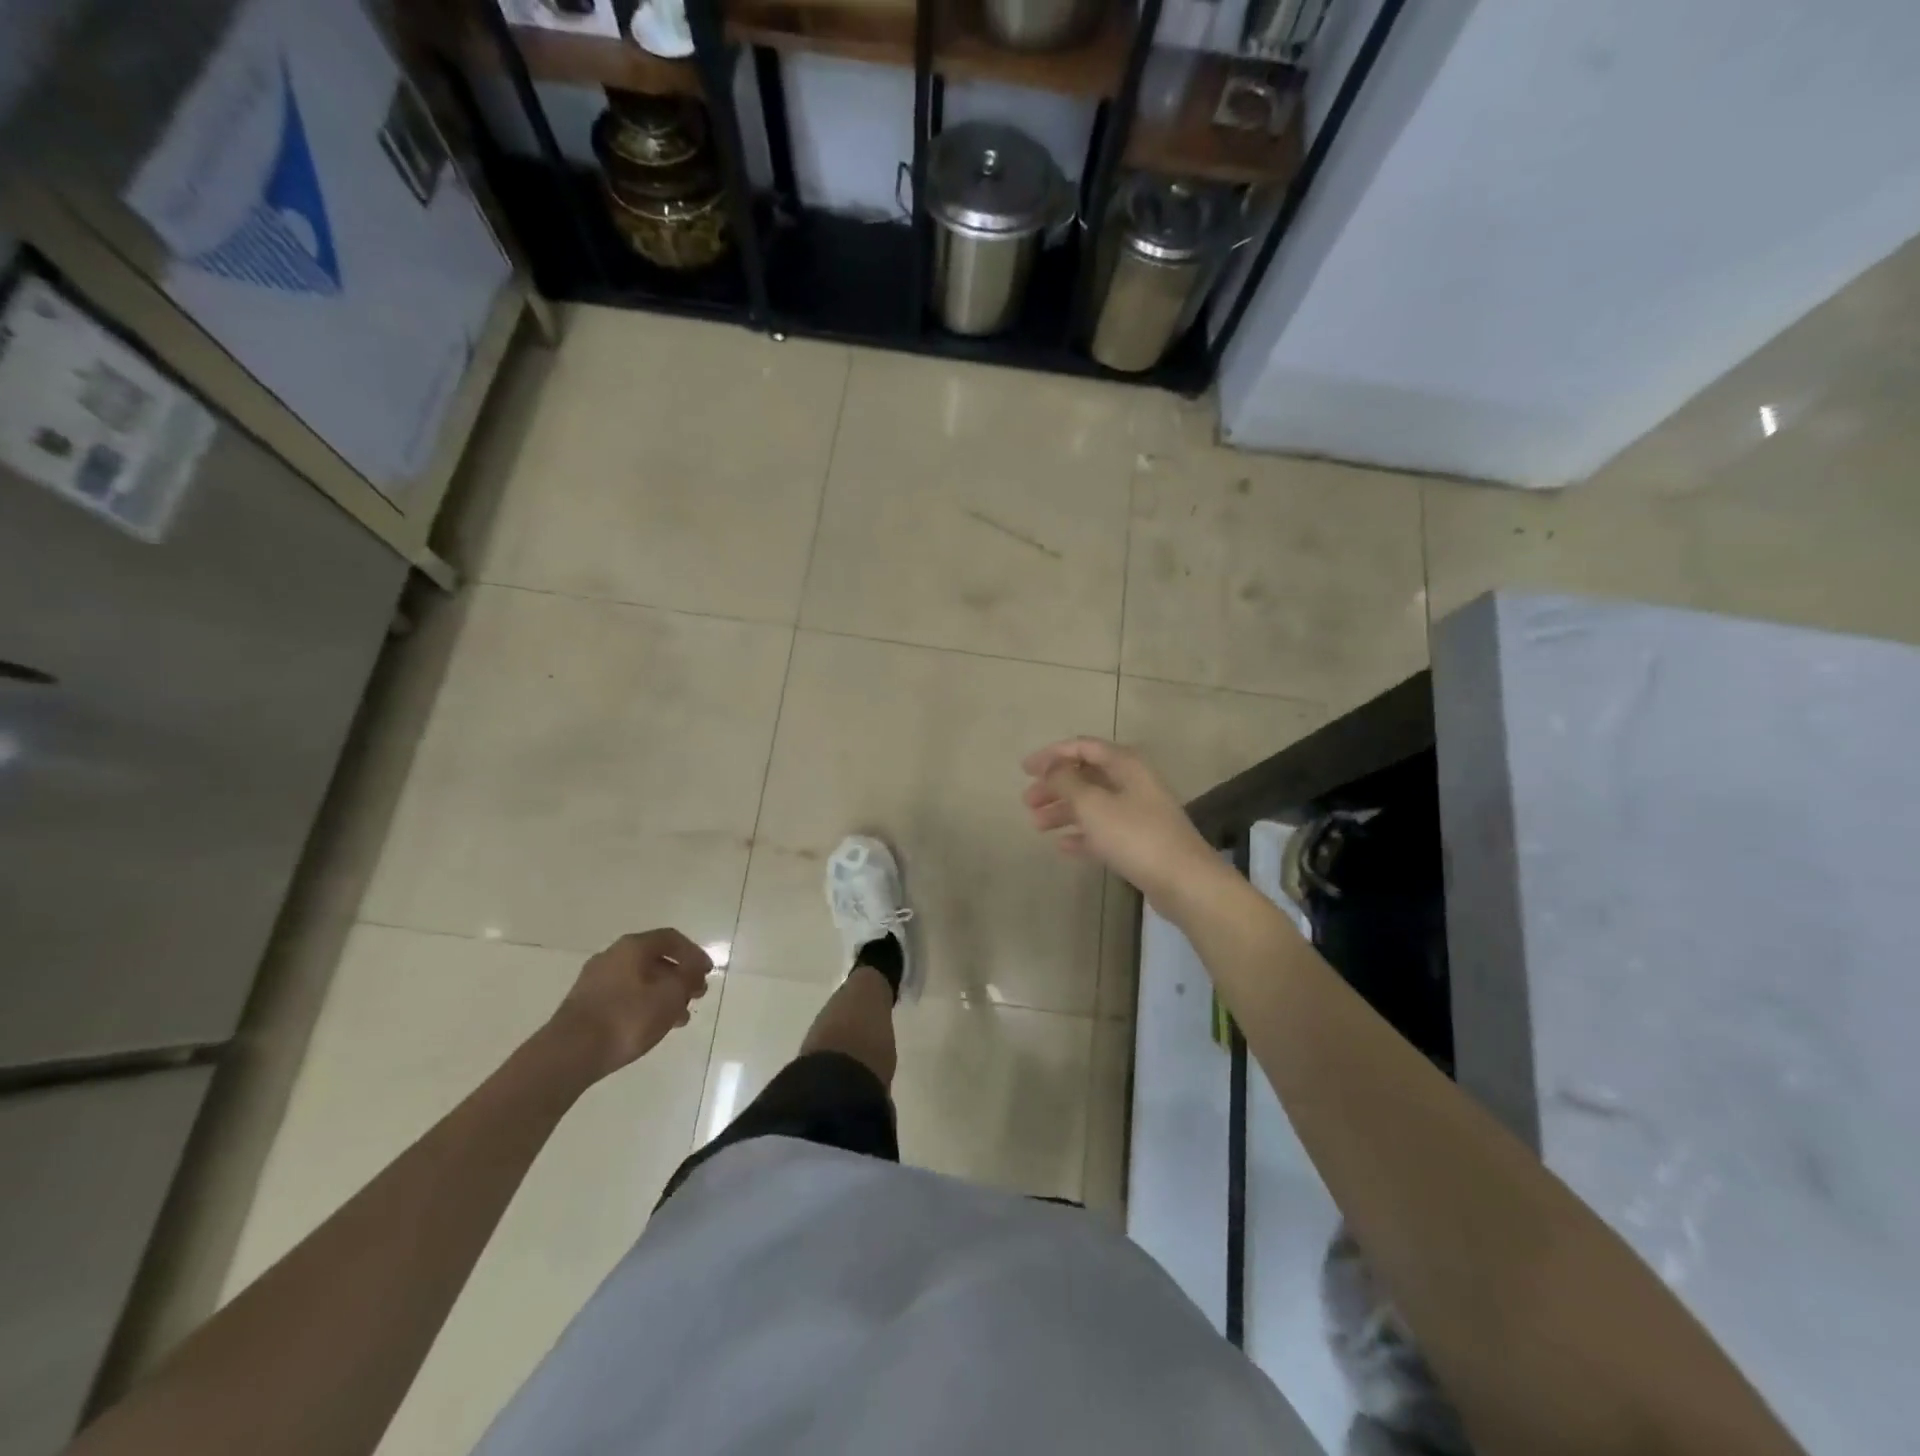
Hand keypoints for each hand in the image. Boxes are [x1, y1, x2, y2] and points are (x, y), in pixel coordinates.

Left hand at [548, 929, 712, 1081]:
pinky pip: (624, 996)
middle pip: (654, 959)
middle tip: (696, 995)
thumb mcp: (670, 996)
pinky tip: (652, 1026)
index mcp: (633, 946)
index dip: (694, 953)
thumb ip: (687, 978)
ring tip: (679, 1018)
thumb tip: (692, 970)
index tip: (707, 973)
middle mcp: (612, 956)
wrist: (568, 1054)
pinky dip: (643, 1005)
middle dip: (679, 976)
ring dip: (663, 994)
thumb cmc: (626, 1018)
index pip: (671, 939)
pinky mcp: (585, 1004)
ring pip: (639, 980)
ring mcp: (594, 980)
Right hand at [1021, 738, 1223, 913]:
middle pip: (1086, 776)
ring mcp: (1138, 813)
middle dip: (1055, 786)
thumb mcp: (1092, 804)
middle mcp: (1133, 783)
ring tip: (1036, 826)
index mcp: (1125, 765)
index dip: (1052, 755)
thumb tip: (1052, 768)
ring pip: (1093, 804)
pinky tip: (1062, 846)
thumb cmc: (1134, 835)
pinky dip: (1082, 834)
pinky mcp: (1140, 841)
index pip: (1083, 747)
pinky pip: (1104, 831)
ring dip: (1064, 811)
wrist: (1184, 881)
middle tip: (1028, 802)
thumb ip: (1066, 781)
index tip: (1025, 769)